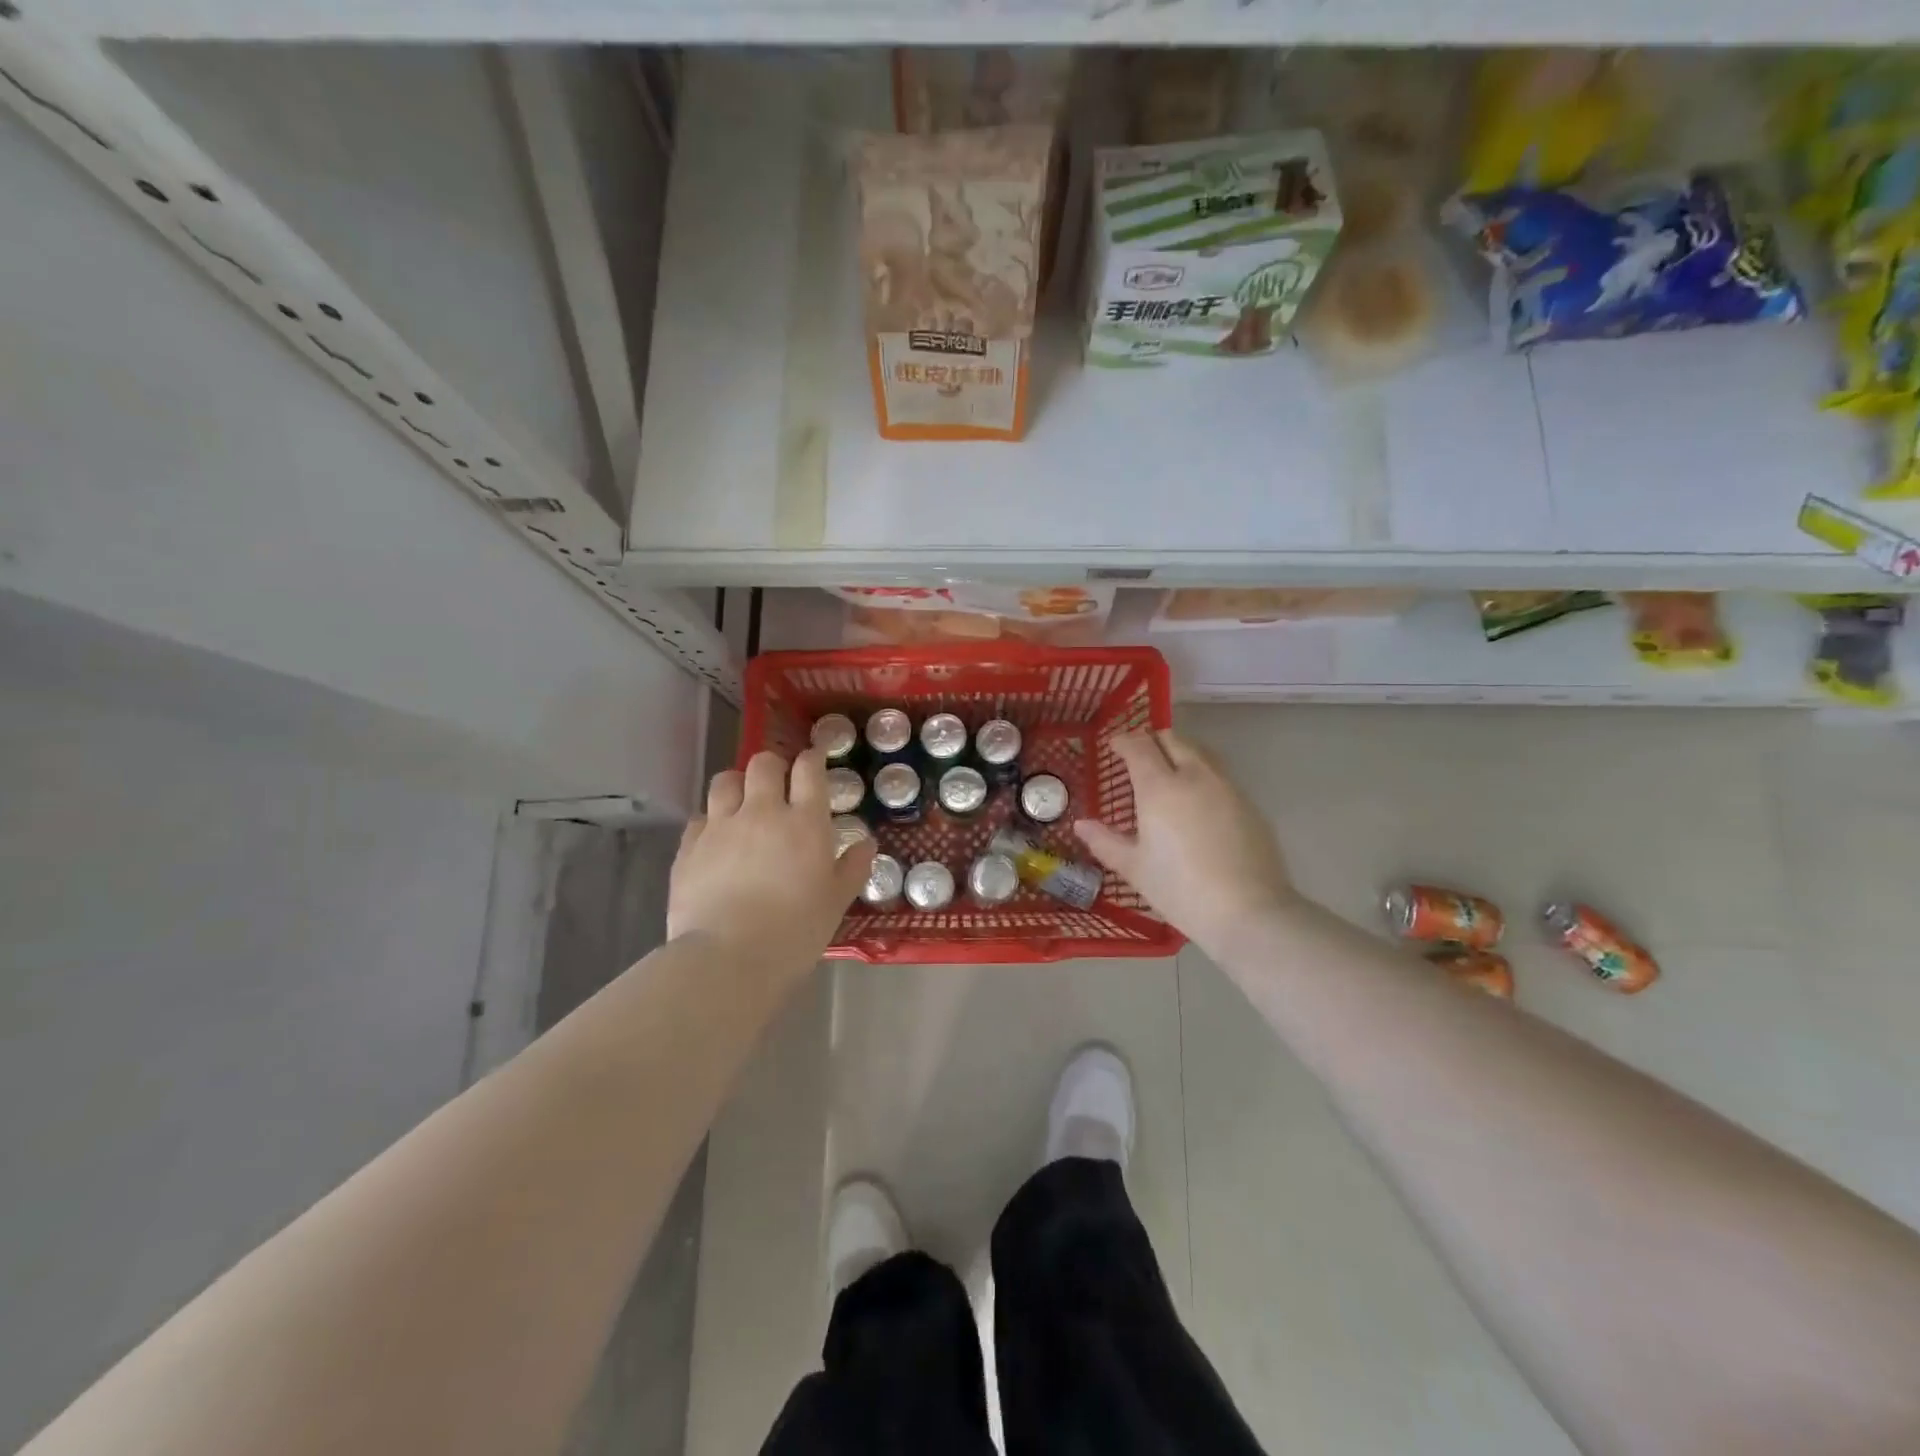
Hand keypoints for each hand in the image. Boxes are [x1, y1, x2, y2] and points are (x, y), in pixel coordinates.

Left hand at [668, 749, 875, 988]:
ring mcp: (721, 826)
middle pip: (764, 764)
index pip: (809, 770)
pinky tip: (716, 841)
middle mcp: (762, 812)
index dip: (812, 760)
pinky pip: (699, 817)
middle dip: (773, 767)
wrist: (728, 958)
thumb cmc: (795, 931)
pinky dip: (711, 821)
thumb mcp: (836, 902)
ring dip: (738, 785)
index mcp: (805, 822)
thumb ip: (853, 867)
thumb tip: (867, 843)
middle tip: (778, 786)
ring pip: (725, 781)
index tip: (814, 762)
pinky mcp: (689, 847)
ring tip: (742, 804)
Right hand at [1075, 730, 1298, 956]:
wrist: (1248, 912)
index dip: (1124, 741)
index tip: (1114, 747)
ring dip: (1181, 753)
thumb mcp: (1135, 868)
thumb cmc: (1180, 889)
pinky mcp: (1250, 805)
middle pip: (1173, 740)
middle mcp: (1195, 776)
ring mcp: (1227, 788)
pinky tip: (1198, 802)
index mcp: (1160, 787)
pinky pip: (1221, 776)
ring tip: (1170, 772)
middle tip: (1140, 757)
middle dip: (1153, 740)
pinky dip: (1203, 776)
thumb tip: (1081, 825)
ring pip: (1201, 753)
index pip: (1139, 746)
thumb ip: (1105, 841)